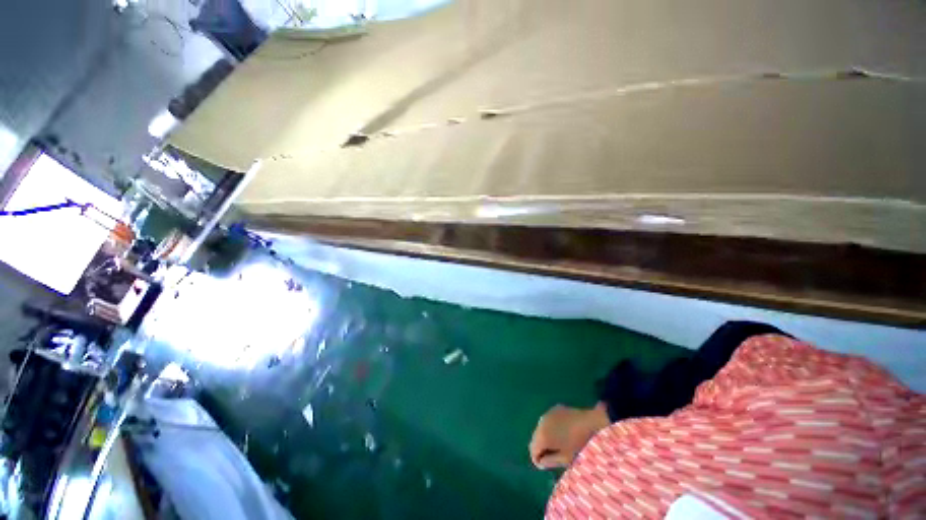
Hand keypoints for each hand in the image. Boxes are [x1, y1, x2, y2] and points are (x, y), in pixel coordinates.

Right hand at [529, 403, 609, 468]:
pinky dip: (550, 428)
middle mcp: (540, 423)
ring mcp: (547, 414)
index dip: (537, 460)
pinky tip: (562, 432)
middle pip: (535, 439)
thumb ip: (550, 461)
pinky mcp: (554, 409)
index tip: (546, 465)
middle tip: (553, 456)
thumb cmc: (579, 444)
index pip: (532, 450)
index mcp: (542, 436)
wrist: (590, 422)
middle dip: (541, 448)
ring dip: (545, 437)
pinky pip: (547, 421)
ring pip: (540, 429)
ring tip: (558, 444)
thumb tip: (540, 462)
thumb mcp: (565, 458)